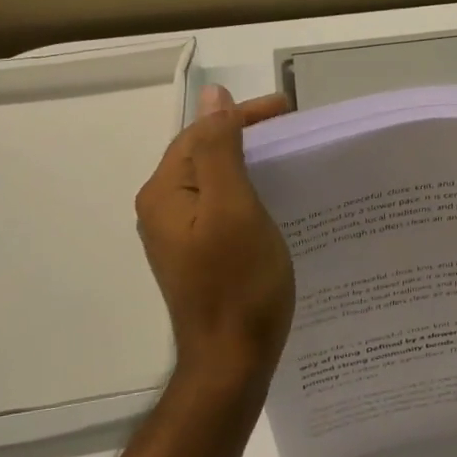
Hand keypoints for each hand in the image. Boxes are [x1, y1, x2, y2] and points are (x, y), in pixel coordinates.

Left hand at [136, 85, 295, 390]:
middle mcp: (163, 209)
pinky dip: (247, 191)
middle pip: (204, 154)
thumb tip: (212, 96)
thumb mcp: (234, 207)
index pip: (202, 133)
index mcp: (166, 193)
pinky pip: (221, 207)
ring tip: (288, 158)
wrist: (231, 360)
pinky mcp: (198, 254)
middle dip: (246, 135)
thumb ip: (220, 149)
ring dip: (248, 162)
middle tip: (293, 129)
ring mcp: (179, 235)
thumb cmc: (238, 283)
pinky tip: (274, 199)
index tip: (288, 109)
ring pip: (214, 180)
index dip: (243, 114)